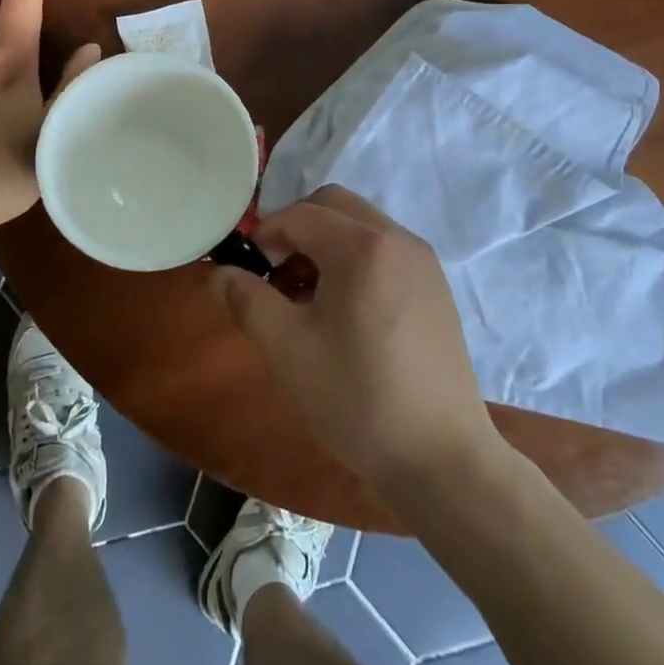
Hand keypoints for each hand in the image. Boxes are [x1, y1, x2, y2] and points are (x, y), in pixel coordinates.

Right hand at [216, 185, 498, 492]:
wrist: (442, 459)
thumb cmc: (358, 400)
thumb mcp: (288, 351)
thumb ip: (248, 300)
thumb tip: (221, 273)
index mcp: (363, 247)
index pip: (301, 215)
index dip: (266, 235)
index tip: (250, 272)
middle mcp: (398, 239)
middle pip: (334, 205)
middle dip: (297, 229)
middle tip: (276, 276)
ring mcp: (423, 261)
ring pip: (361, 225)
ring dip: (326, 243)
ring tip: (307, 297)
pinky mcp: (436, 286)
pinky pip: (385, 249)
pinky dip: (355, 258)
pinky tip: (345, 311)